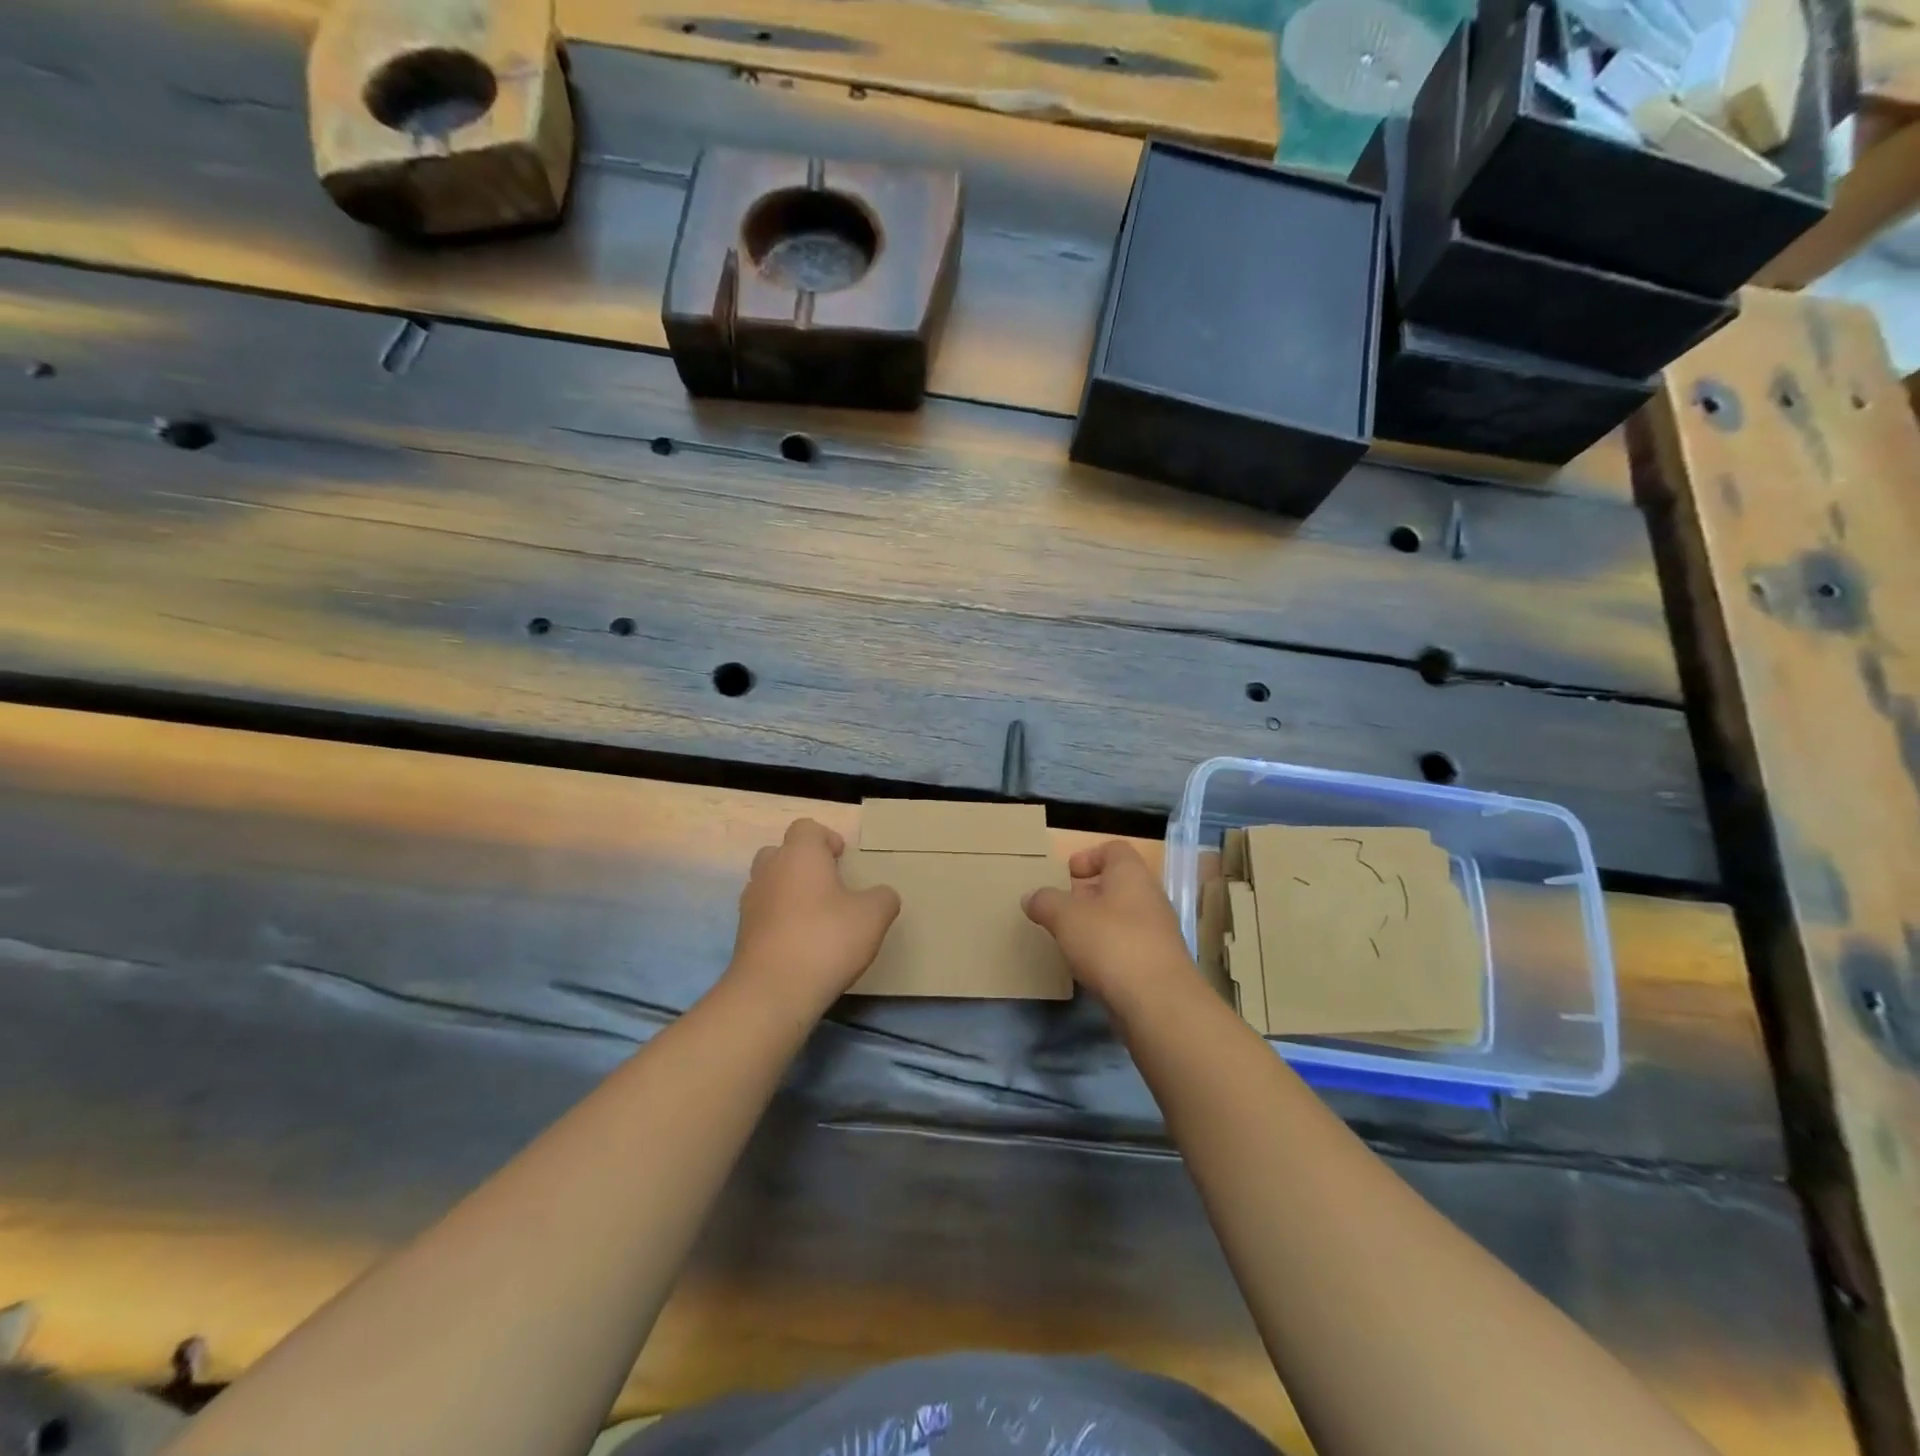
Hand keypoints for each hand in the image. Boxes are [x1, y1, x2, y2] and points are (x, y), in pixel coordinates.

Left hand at [728, 818, 900, 1010]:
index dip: (826, 838)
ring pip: (770, 883)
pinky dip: (780, 920)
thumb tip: (882, 895)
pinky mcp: (743, 934)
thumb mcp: (873, 916)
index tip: (842, 859)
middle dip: (803, 863)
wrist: (773, 990)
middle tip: (829, 885)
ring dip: (789, 892)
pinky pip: (764, 914)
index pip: (807, 828)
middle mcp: (770, 870)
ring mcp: (751, 902)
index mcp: (800, 854)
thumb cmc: (827, 939)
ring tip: (816, 916)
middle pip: (782, 852)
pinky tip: (801, 943)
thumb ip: (883, 897)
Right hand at [1022, 840, 1194, 1002]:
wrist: (1158, 1002)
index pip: (1114, 849)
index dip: (1089, 856)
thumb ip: (1045, 902)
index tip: (1067, 874)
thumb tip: (1031, 897)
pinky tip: (1089, 967)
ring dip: (1096, 925)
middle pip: (1118, 884)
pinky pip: (1128, 946)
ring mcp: (1157, 932)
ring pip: (1122, 917)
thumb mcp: (1066, 917)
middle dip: (1088, 894)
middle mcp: (1150, 897)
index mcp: (1131, 874)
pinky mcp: (1157, 964)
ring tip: (1070, 939)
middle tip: (1062, 909)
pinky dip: (1108, 951)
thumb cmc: (1110, 943)